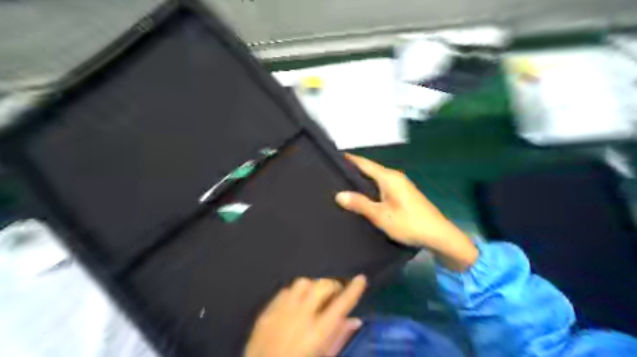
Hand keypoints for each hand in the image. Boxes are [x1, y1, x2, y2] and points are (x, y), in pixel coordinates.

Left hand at [244, 276, 365, 356]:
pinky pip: (285, 291)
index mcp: (318, 333)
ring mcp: (282, 312)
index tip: (361, 279)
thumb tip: (355, 320)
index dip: (353, 290)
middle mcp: (301, 317)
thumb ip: (339, 338)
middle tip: (335, 294)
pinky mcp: (267, 312)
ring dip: (313, 287)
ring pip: (303, 283)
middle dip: (332, 286)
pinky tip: (296, 303)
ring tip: (314, 297)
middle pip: (322, 286)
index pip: (341, 304)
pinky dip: (295, 294)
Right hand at [334, 154, 477, 270]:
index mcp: (389, 177)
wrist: (439, 235)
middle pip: (370, 169)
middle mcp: (395, 177)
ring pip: (376, 178)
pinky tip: (363, 196)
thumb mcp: (380, 215)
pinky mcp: (404, 194)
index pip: (364, 163)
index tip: (333, 158)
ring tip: (343, 185)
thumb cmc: (409, 223)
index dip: (349, 160)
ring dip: (362, 180)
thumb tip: (339, 194)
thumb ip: (360, 204)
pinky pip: (382, 185)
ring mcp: (401, 185)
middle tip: (333, 175)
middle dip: (353, 170)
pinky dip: (371, 187)